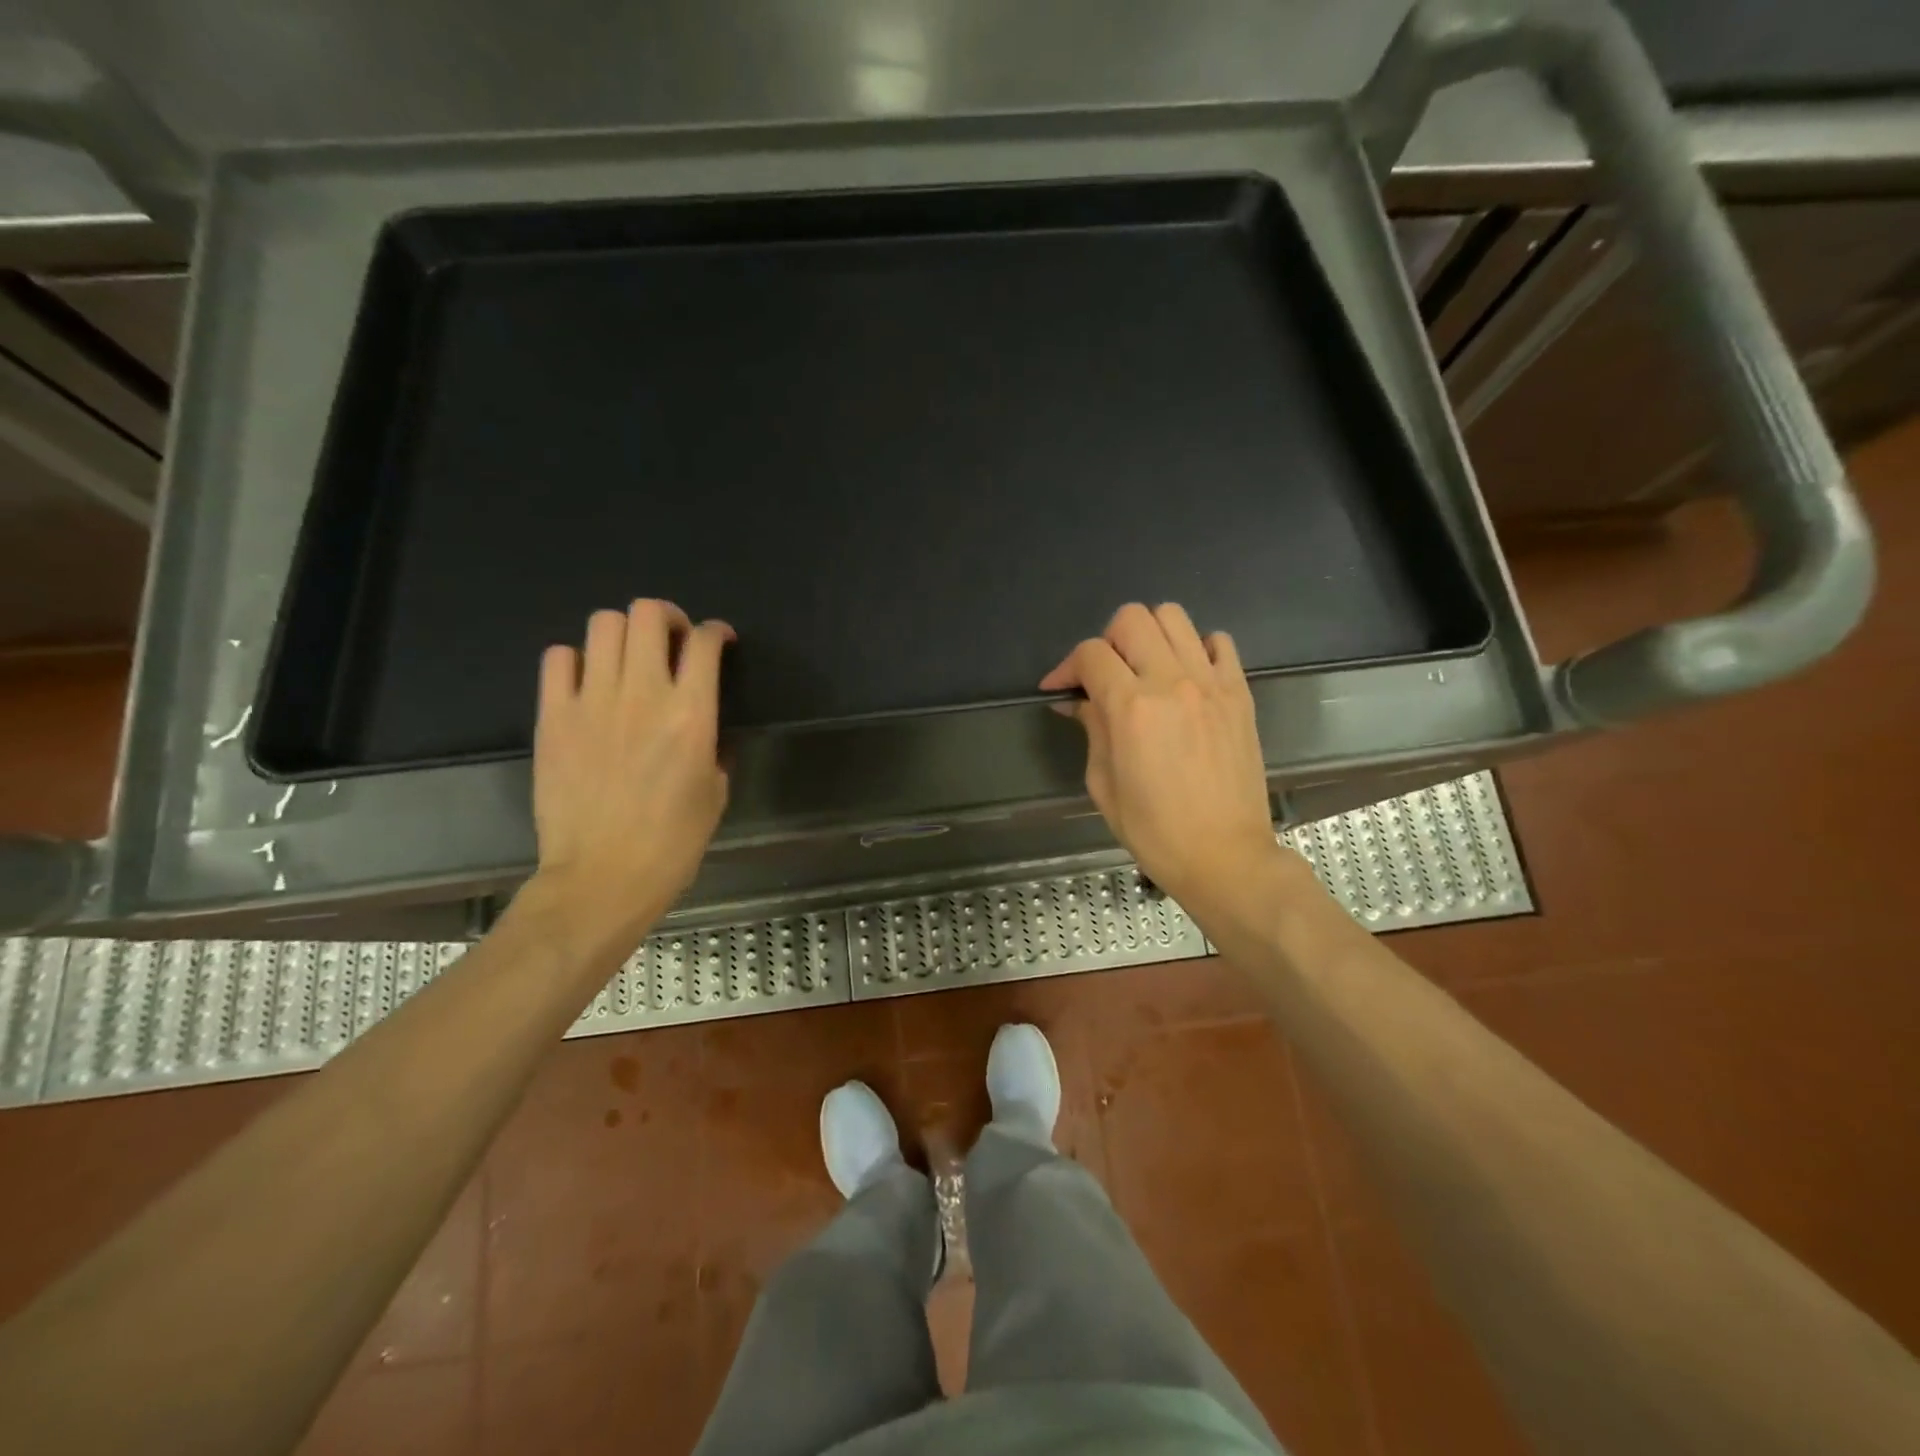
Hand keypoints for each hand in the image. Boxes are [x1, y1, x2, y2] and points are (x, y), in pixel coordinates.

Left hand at [530, 599, 733, 948]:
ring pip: (603, 625)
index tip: (718, 641)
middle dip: (667, 617)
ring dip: (624, 633)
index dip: (716, 632)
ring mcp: (591, 701)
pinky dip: (576, 660)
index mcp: (692, 714)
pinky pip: (558, 659)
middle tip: (672, 641)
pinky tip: (587, 682)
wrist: (602, 877)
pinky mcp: (553, 717)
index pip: (704, 643)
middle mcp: (642, 694)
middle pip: (648, 614)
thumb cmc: (672, 843)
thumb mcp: (715, 793)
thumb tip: (703, 728)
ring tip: (629, 658)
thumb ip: (713, 747)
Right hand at [1041, 603, 1298, 915]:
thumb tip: (1079, 701)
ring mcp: (1211, 683)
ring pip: (1174, 617)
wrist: (1224, 855)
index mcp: (1131, 708)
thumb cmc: (1154, 830)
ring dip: (1149, 634)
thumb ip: (1092, 730)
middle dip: (1107, 640)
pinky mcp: (1240, 693)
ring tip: (1144, 668)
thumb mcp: (1103, 784)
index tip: (1059, 688)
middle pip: (1132, 618)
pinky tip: (1185, 676)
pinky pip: (1219, 642)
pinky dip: (1196, 647)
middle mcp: (1171, 682)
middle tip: (1104, 675)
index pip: (1090, 653)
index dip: (1066, 666)